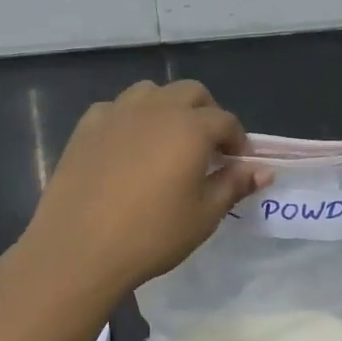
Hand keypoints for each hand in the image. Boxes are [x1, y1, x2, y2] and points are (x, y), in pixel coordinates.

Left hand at [20, 80, 264, 301]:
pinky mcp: (86, 127)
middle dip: (206, 113)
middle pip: (191, 92)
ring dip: (167, 108)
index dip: (237, 141)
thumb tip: (262, 170)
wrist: (79, 248)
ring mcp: (117, 113)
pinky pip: (116, 109)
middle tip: (207, 148)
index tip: (238, 164)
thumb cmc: (152, 235)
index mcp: (190, 128)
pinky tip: (127, 147)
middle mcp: (156, 108)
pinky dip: (130, 119)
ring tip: (167, 141)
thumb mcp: (204, 216)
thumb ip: (233, 185)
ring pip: (151, 92)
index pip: (225, 121)